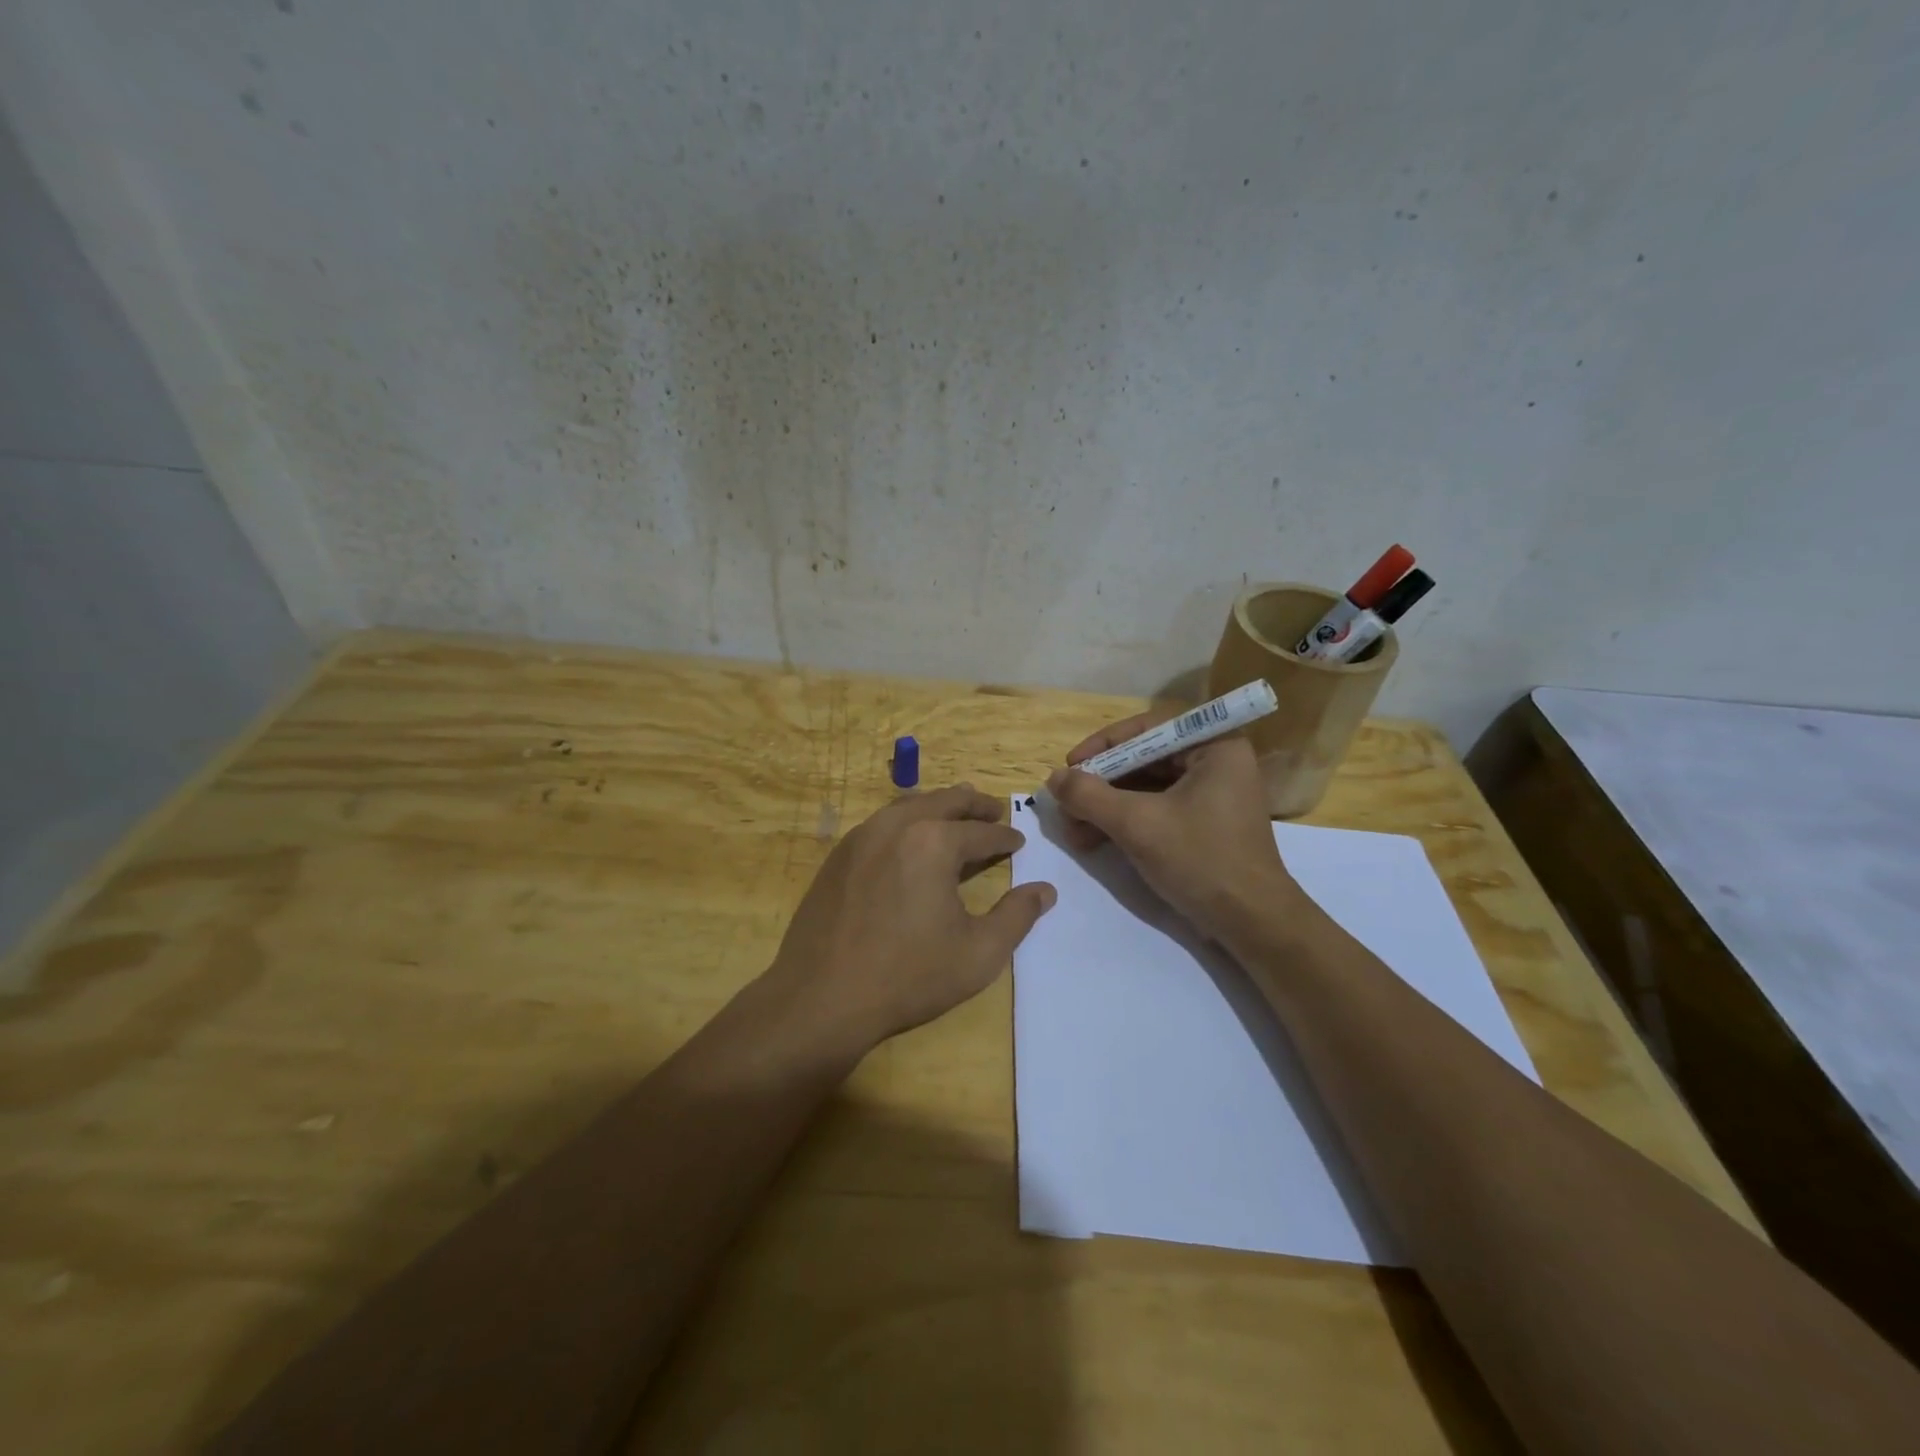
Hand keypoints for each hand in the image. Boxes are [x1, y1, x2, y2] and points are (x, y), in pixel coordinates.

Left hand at [761, 784, 1056, 1054]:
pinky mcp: (838, 855)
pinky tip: (910, 839)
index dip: (1004, 837)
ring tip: (955, 813)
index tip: (1018, 840)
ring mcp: (861, 837)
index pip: (981, 832)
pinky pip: (881, 823)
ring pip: (909, 805)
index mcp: (934, 842)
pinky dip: (906, 820)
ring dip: (938, 805)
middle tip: (994, 809)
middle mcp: (897, 826)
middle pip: (944, 802)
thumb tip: (1045, 890)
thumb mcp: (979, 953)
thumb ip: (1017, 916)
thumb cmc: (909, 976)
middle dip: (974, 805)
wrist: (822, 997)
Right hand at [1046, 714, 1305, 944]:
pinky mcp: (1204, 824)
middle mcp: (1216, 762)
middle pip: (1144, 760)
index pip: (1148, 730)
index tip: (1070, 767)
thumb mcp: (1137, 824)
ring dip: (1106, 808)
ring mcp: (1211, 795)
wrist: (1251, 924)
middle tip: (1066, 804)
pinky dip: (1124, 822)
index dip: (1103, 746)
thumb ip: (1089, 796)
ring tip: (1073, 832)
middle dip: (1100, 785)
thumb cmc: (1200, 860)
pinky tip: (1093, 841)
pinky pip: (1156, 809)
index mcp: (1214, 747)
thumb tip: (1053, 778)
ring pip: (1146, 788)